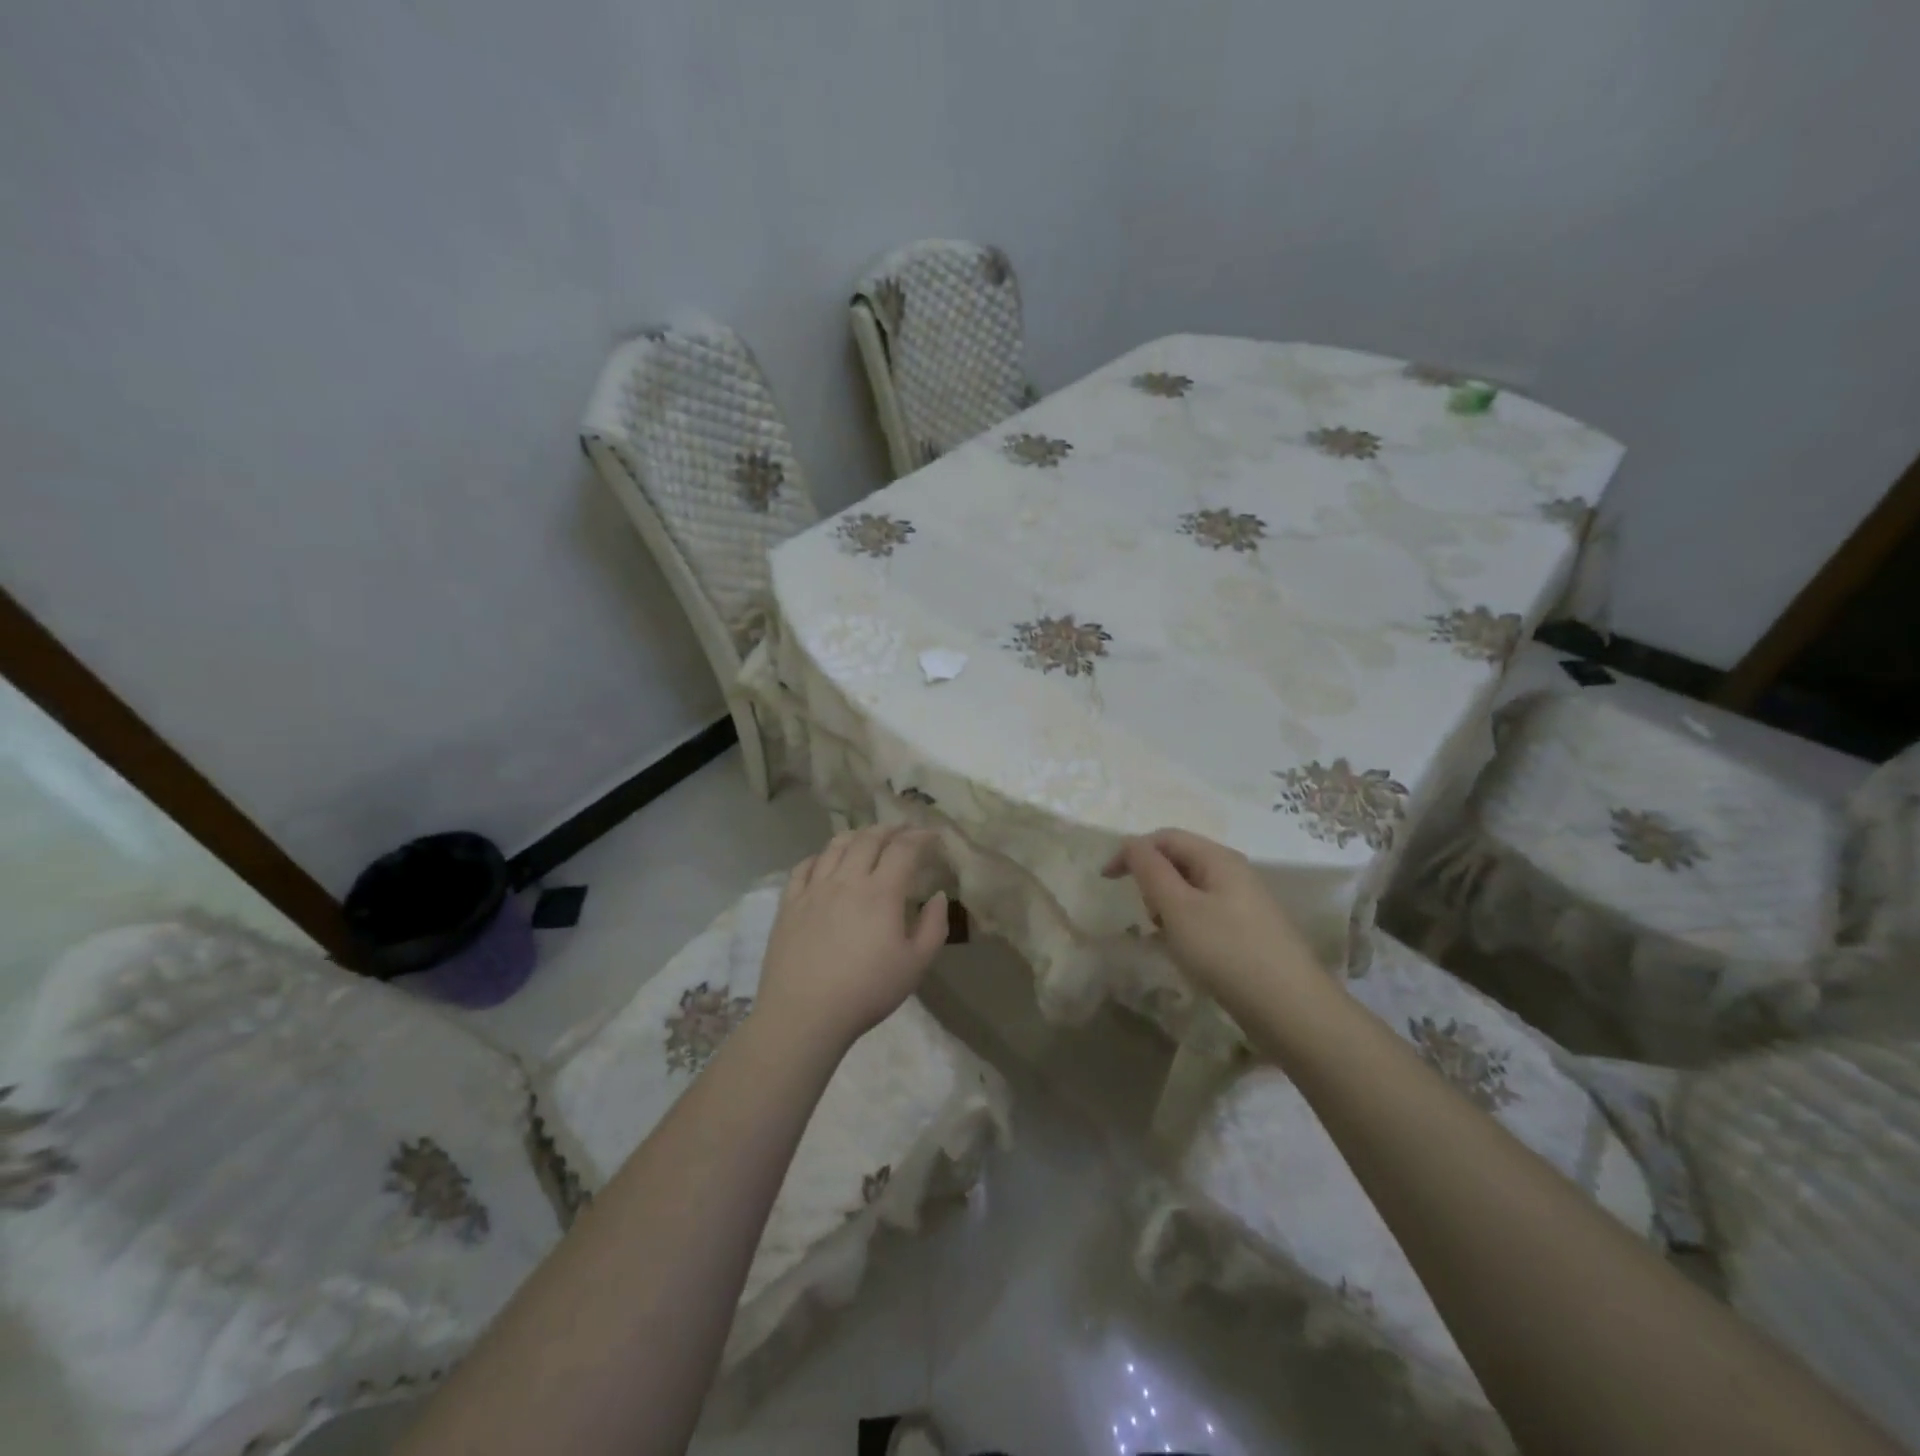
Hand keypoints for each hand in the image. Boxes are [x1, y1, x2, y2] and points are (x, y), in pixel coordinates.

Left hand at [758, 825, 949, 1046]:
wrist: (804, 1014)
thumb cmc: (866, 991)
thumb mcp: (915, 966)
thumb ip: (933, 927)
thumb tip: (938, 896)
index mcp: (881, 892)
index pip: (903, 849)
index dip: (920, 836)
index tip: (932, 835)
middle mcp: (846, 880)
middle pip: (868, 838)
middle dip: (889, 829)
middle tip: (902, 830)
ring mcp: (813, 889)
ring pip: (835, 846)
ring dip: (856, 835)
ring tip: (867, 837)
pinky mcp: (789, 903)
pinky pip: (804, 867)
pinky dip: (820, 856)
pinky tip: (825, 861)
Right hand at [1103, 828, 1323, 1006]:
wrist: (1292, 1009)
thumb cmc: (1227, 952)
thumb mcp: (1178, 909)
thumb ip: (1150, 870)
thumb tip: (1131, 843)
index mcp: (1218, 858)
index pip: (1164, 837)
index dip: (1131, 851)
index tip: (1106, 880)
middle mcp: (1234, 871)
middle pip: (1179, 860)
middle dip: (1152, 881)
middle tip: (1147, 916)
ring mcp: (1246, 901)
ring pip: (1191, 889)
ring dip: (1168, 905)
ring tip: (1167, 938)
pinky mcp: (1250, 930)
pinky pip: (1206, 913)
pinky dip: (1187, 924)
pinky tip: (1189, 952)